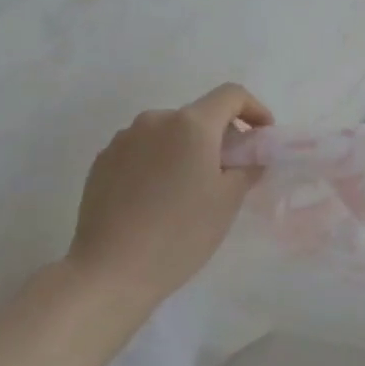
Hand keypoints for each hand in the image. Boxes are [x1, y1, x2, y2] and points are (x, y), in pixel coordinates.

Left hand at [67, 83, 273, 307]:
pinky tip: (158, 199)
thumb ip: (248, 167)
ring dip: (187, 150)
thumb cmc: (181, 233)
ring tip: (190, 190)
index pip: (231, 95)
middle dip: (220, 136)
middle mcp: (155, 120)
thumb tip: (250, 157)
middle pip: (198, 115)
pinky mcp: (102, 162)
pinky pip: (142, 151)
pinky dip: (159, 163)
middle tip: (230, 172)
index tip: (262, 137)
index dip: (254, 110)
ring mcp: (123, 139)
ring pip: (168, 134)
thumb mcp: (228, 201)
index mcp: (191, 124)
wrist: (111, 270)